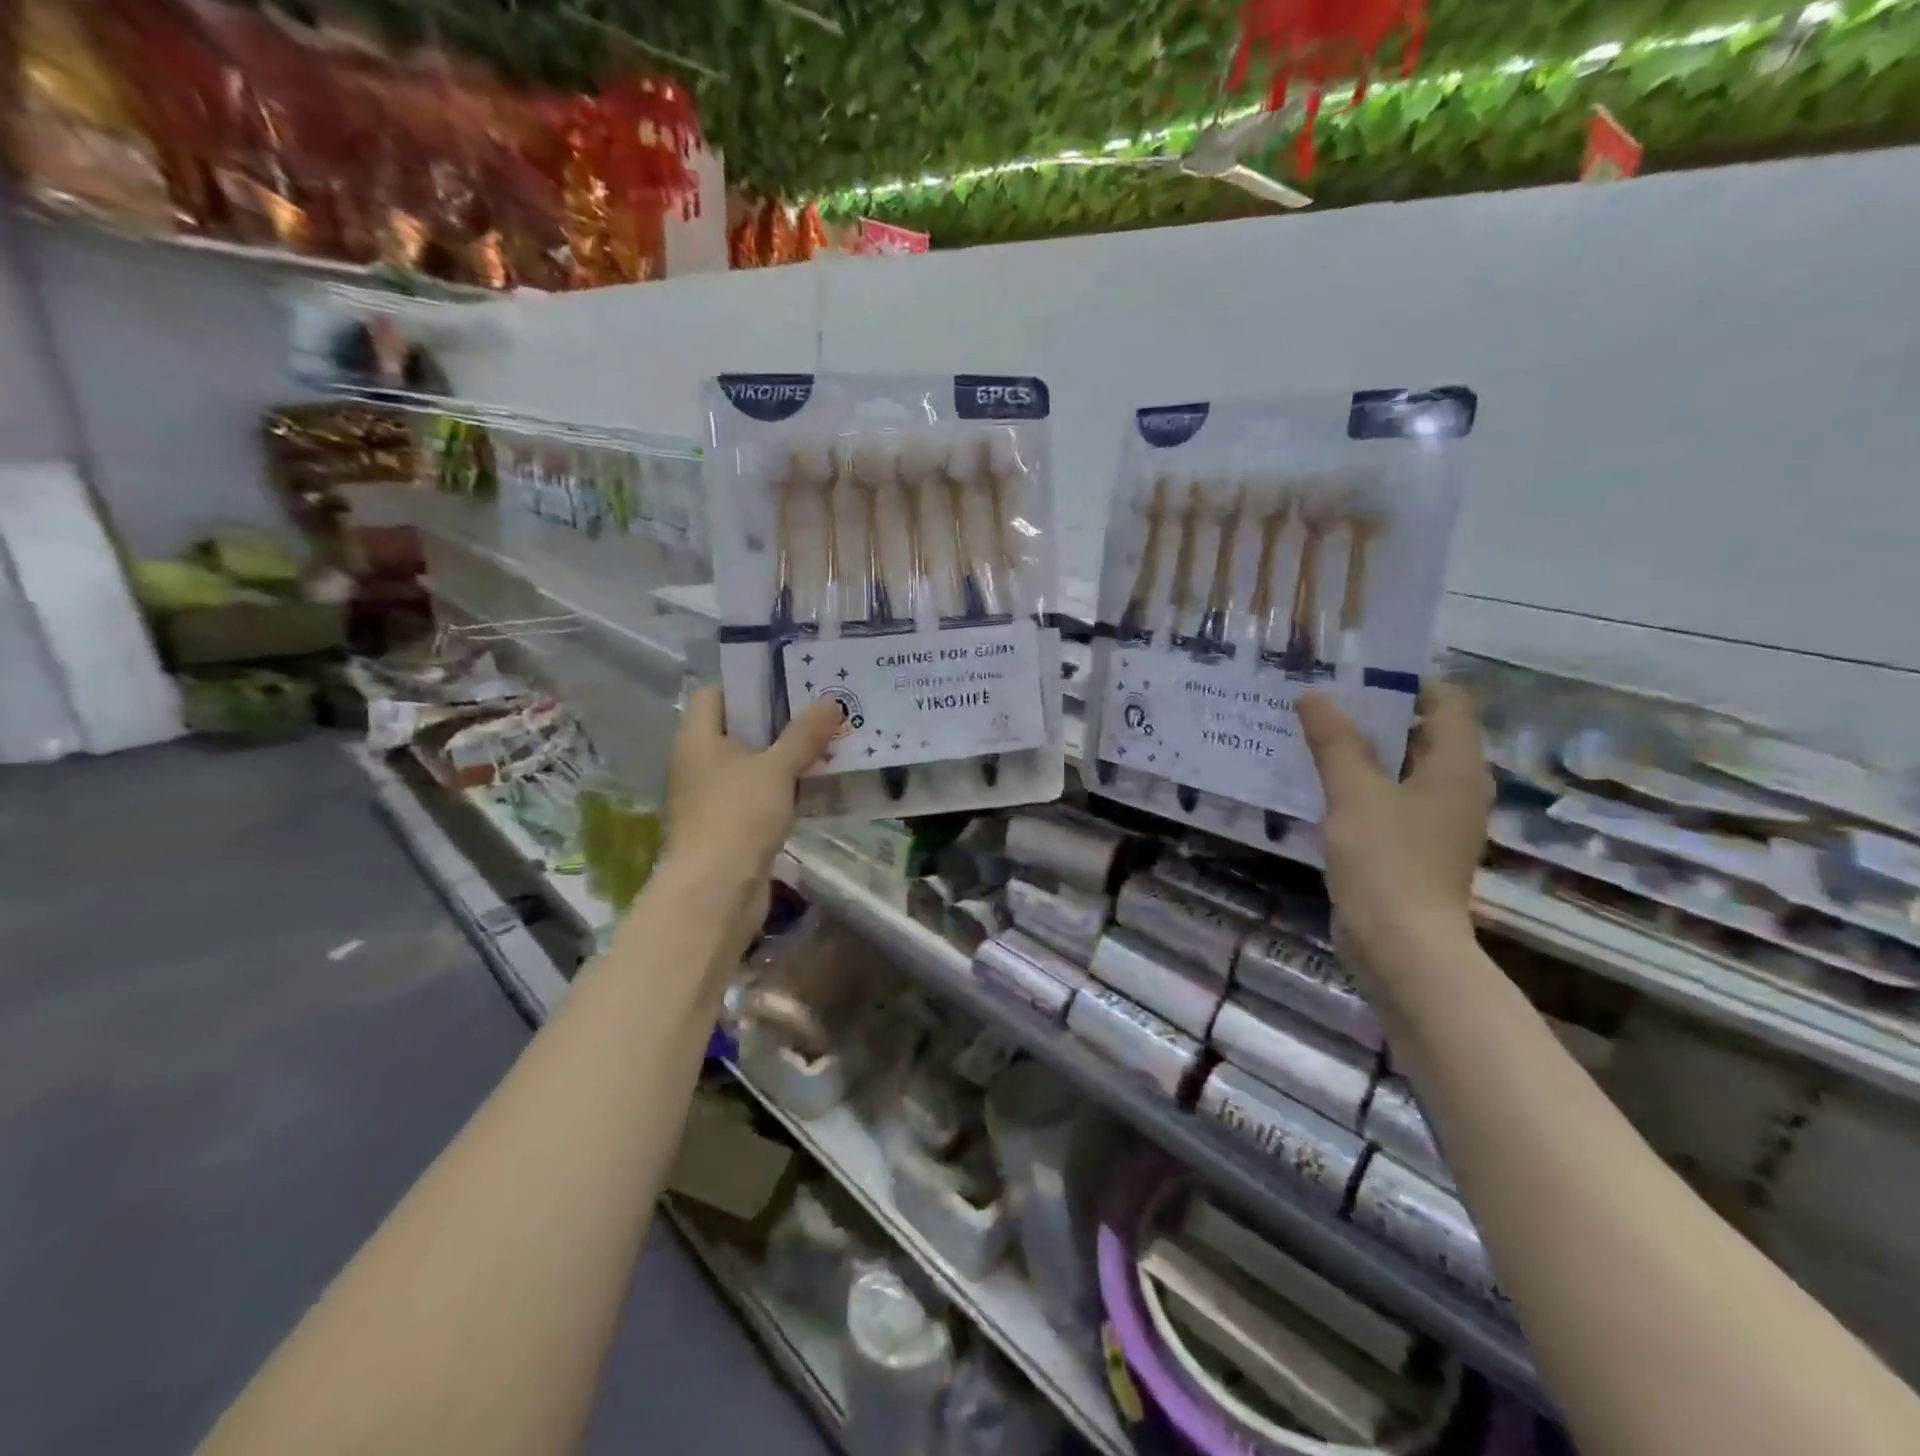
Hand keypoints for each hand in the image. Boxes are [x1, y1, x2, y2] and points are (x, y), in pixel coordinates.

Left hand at [664, 686, 841, 886]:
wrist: (717, 890)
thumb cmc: (738, 816)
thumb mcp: (777, 768)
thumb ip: (804, 734)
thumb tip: (831, 701)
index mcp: (698, 738)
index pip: (716, 694)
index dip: (749, 683)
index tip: (790, 680)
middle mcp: (700, 761)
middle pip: (739, 728)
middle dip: (779, 719)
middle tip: (822, 709)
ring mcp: (714, 795)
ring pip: (753, 762)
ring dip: (786, 754)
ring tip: (828, 740)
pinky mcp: (731, 823)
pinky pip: (759, 792)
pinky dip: (784, 785)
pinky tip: (818, 782)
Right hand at [1298, 683, 1492, 977]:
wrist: (1400, 946)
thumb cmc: (1385, 860)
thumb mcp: (1353, 792)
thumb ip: (1334, 741)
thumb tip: (1313, 695)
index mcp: (1457, 767)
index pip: (1446, 702)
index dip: (1405, 684)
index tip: (1353, 678)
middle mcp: (1455, 789)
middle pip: (1420, 734)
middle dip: (1372, 716)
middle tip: (1321, 702)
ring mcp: (1435, 821)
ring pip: (1399, 769)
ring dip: (1360, 752)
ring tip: (1311, 736)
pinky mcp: (1412, 848)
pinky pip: (1387, 800)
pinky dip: (1358, 786)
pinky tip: (1318, 784)